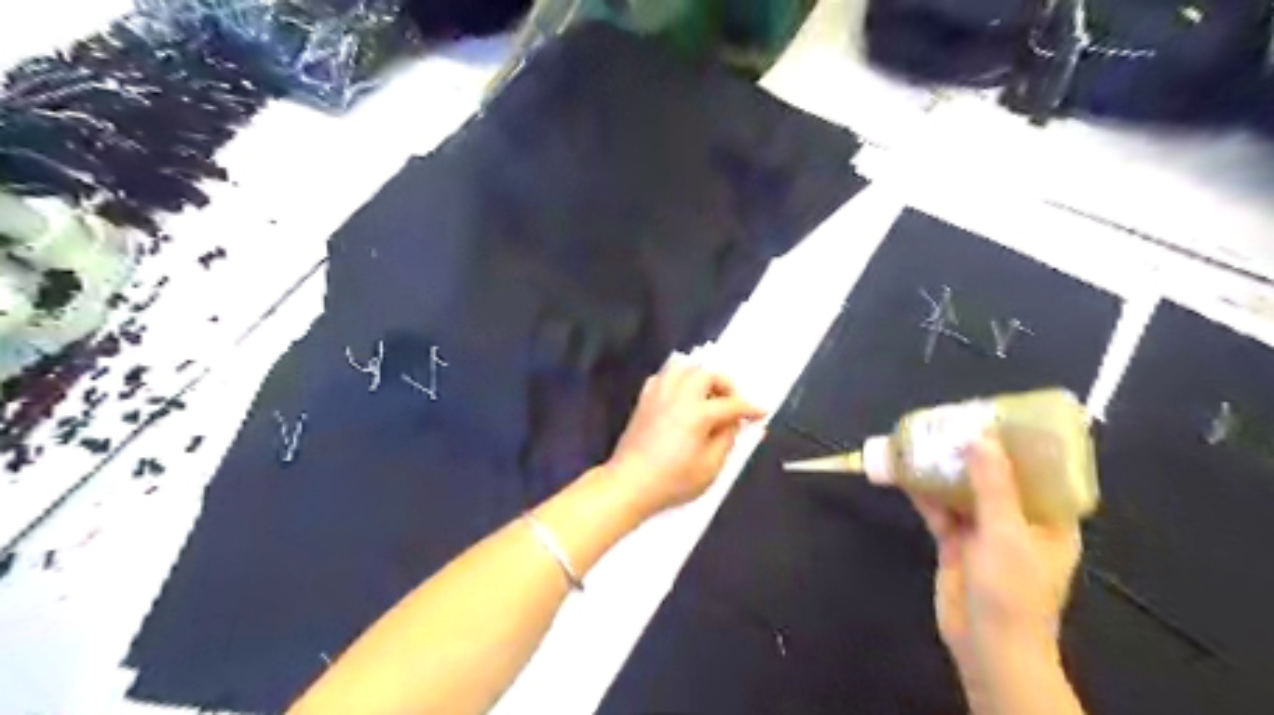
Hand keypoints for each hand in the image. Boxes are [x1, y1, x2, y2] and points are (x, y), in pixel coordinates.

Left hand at [607, 358, 766, 517]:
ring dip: (699, 376)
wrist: (629, 483)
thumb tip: (736, 424)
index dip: (750, 408)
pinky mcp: (644, 400)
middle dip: (724, 383)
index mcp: (698, 413)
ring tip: (707, 394)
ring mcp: (658, 394)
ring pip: (682, 367)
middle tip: (732, 401)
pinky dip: (676, 380)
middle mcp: (678, 396)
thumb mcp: (711, 468)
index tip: (761, 412)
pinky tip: (681, 396)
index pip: (732, 404)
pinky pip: (663, 377)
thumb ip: (728, 441)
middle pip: (706, 374)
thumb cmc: (673, 480)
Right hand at [910, 437, 1077, 681]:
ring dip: (945, 469)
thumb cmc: (1013, 591)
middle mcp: (1018, 520)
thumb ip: (993, 485)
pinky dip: (924, 491)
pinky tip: (906, 471)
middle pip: (997, 476)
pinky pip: (939, 508)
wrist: (986, 646)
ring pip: (963, 490)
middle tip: (954, 421)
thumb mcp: (1007, 533)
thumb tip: (980, 438)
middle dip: (975, 451)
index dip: (1022, 444)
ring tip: (925, 439)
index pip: (1041, 472)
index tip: (1001, 416)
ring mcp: (984, 531)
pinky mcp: (955, 542)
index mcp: (1049, 519)